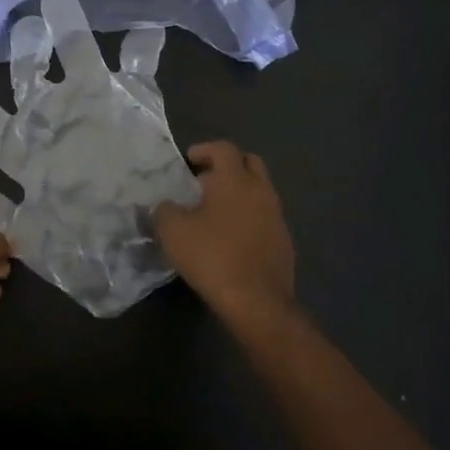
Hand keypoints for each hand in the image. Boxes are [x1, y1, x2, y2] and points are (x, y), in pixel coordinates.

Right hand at [154, 141, 296, 323]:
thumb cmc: (212, 256)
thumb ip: (164, 210)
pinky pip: (265, 216)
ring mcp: (277, 216)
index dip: (204, 150)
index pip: (223, 149)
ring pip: (259, 190)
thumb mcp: (173, 231)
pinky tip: (230, 237)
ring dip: (239, 193)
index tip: (188, 162)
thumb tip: (165, 205)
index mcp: (235, 180)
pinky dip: (248, 217)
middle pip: (249, 162)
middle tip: (204, 182)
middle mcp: (261, 190)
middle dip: (227, 166)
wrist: (256, 300)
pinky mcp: (284, 241)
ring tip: (214, 212)